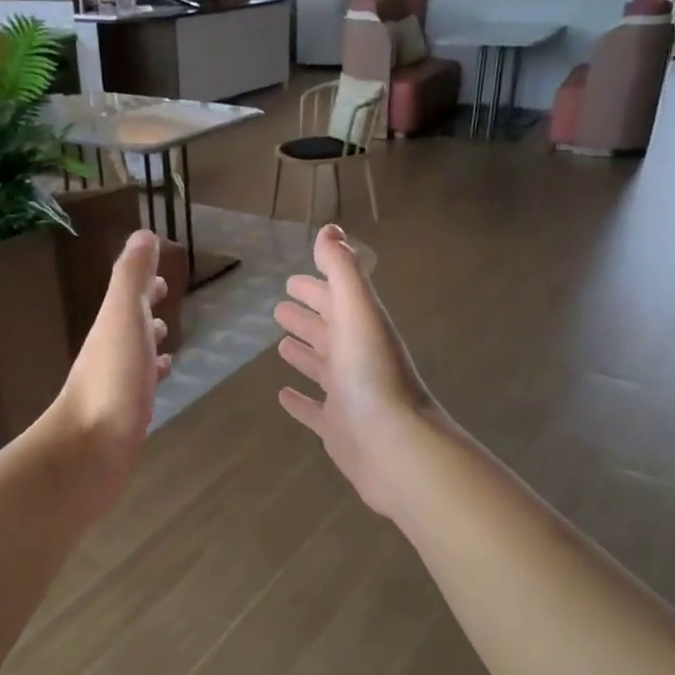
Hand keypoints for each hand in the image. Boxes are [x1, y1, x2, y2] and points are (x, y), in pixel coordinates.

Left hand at [44, 229, 170, 515]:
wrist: (90, 450)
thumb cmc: (111, 380)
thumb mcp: (122, 317)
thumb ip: (131, 277)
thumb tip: (143, 234)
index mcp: (110, 328)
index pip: (127, 298)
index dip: (142, 285)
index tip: (160, 277)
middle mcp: (110, 354)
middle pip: (129, 325)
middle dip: (145, 311)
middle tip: (165, 300)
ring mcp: (117, 387)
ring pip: (136, 357)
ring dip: (149, 345)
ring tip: (168, 340)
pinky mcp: (126, 417)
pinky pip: (143, 388)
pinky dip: (154, 377)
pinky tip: (163, 381)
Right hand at [275, 225, 440, 517]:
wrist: (394, 445)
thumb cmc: (372, 374)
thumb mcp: (358, 312)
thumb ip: (342, 270)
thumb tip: (329, 229)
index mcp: (361, 328)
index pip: (335, 299)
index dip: (316, 287)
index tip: (292, 280)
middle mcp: (356, 358)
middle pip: (328, 331)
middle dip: (308, 316)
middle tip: (281, 307)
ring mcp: (347, 394)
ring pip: (322, 367)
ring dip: (304, 353)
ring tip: (280, 345)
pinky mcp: (337, 427)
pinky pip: (314, 410)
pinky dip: (299, 401)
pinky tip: (282, 396)